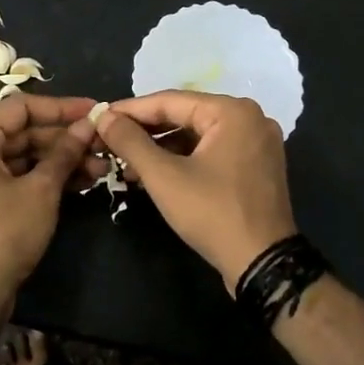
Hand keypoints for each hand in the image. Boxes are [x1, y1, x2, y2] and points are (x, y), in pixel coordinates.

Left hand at [0, 94, 98, 315]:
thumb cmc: (2, 234)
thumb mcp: (40, 190)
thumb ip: (64, 153)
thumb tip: (88, 125)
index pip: (21, 108)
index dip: (62, 108)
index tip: (96, 111)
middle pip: (22, 133)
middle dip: (65, 140)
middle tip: (103, 146)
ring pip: (21, 158)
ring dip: (59, 161)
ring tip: (101, 169)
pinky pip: (14, 178)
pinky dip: (43, 179)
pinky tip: (80, 183)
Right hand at [95, 91, 296, 290]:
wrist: (262, 263)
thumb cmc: (213, 213)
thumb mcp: (164, 177)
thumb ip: (131, 142)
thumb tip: (104, 118)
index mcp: (233, 111)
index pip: (170, 101)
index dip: (131, 110)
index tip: (100, 117)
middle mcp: (250, 118)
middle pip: (186, 116)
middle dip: (146, 131)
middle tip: (110, 140)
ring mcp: (258, 143)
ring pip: (198, 135)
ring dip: (163, 148)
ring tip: (126, 162)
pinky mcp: (257, 166)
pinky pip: (213, 151)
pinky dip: (185, 159)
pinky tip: (156, 173)